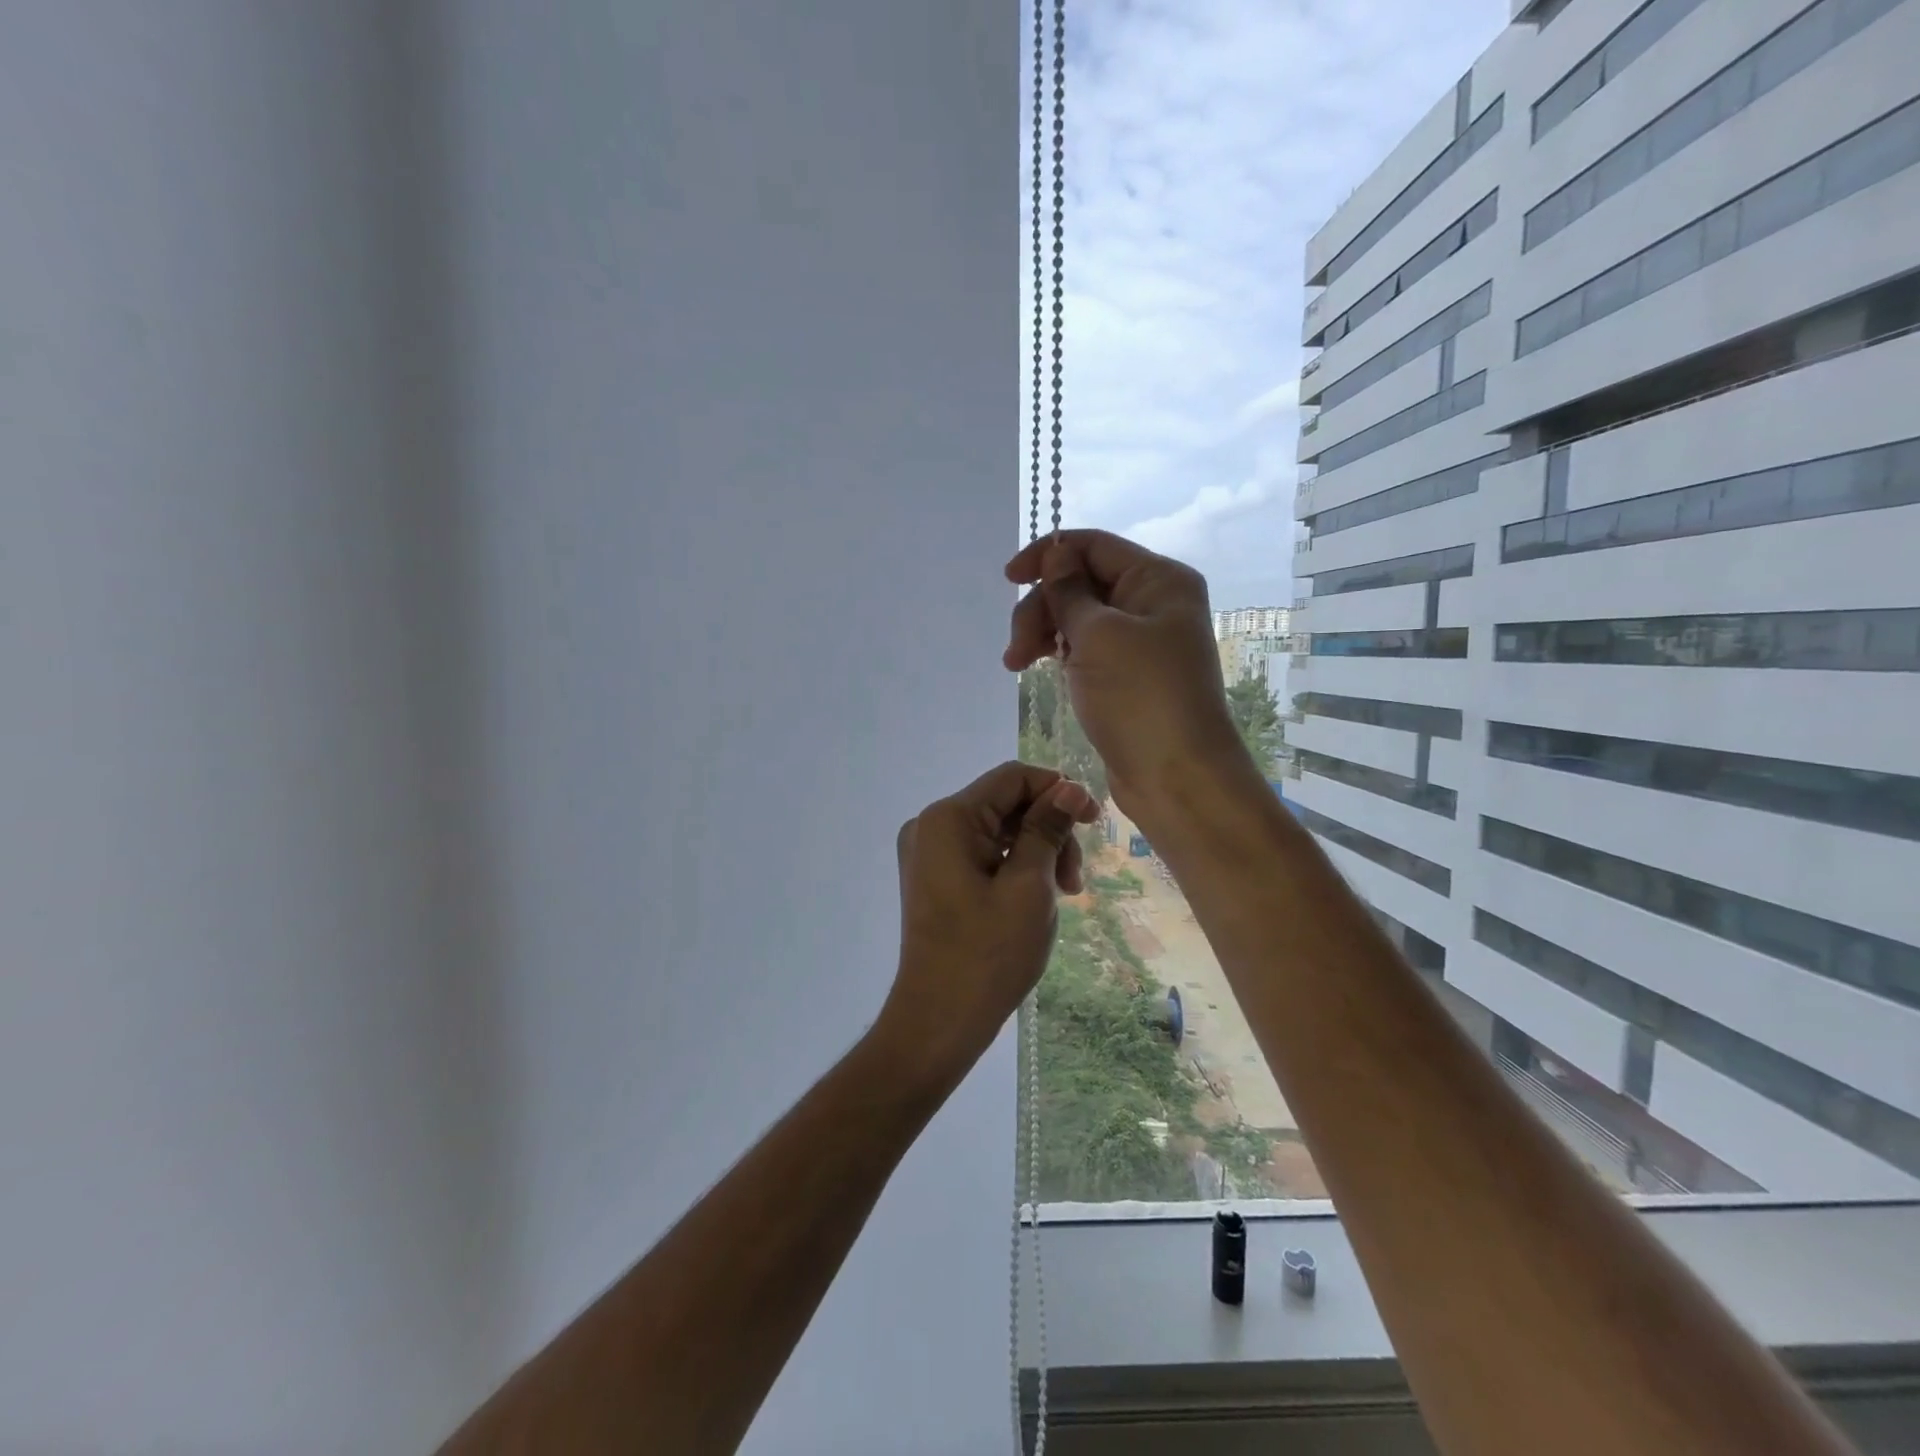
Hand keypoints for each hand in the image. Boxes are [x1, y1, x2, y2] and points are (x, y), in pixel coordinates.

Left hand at [873, 762, 1098, 1077]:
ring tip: (1062, 895)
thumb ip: (1047, 830)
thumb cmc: (987, 954)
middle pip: (1004, 805)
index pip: (1012, 778)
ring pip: (996, 832)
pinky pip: (981, 855)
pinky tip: (1035, 899)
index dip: (1057, 790)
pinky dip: (1013, 868)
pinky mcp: (933, 879)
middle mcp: (930, 826)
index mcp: (947, 819)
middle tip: (1075, 880)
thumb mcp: (1028, 887)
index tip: (1094, 821)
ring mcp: (928, 854)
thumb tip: (1068, 788)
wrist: (938, 1022)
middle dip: (1048, 831)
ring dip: (1036, 853)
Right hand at [1003, 530, 1246, 814]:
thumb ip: (1069, 591)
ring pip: (1078, 617)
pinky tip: (1036, 668)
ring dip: (1043, 632)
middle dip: (1042, 607)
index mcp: (1159, 580)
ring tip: (1015, 665)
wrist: (1176, 777)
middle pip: (1082, 583)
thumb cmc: (1141, 698)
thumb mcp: (1099, 636)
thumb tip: (1056, 554)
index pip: (1094, 546)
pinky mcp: (1127, 675)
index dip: (1048, 555)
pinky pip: (1085, 648)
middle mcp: (1153, 603)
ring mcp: (1141, 642)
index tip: (1009, 579)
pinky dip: (1058, 653)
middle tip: (1016, 649)